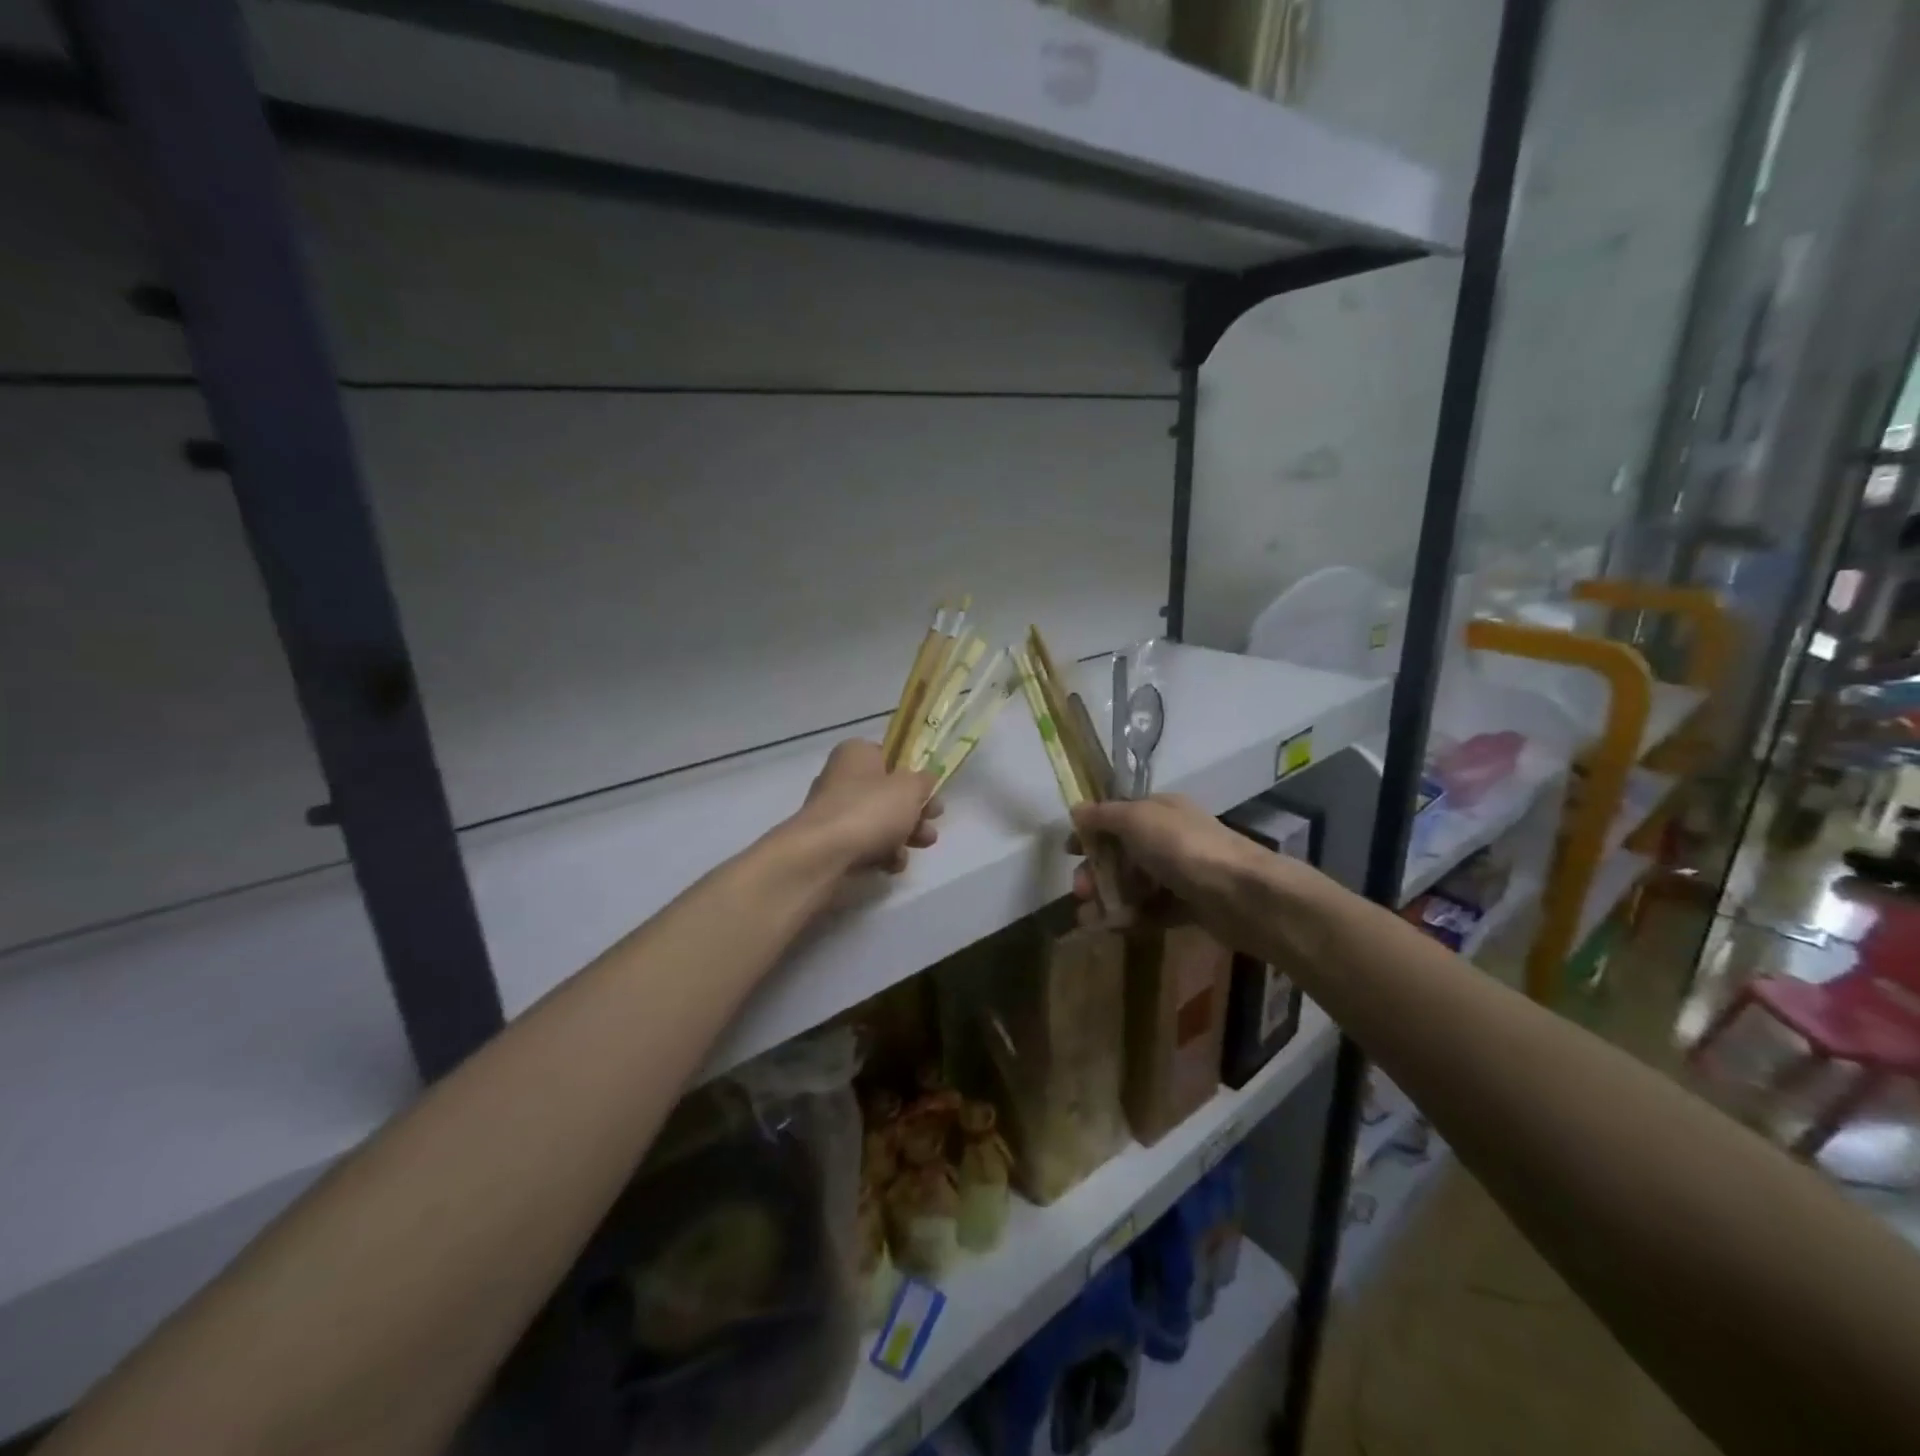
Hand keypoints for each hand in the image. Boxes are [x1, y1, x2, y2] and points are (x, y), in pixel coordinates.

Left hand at [796, 740, 941, 873]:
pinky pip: (865, 844)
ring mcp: (835, 812)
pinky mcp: (832, 843)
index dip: (913, 774)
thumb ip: (924, 781)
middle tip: (933, 821)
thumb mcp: (910, 788)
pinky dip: (882, 853)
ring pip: (879, 821)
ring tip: (922, 845)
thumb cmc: (870, 810)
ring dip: (904, 835)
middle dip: (915, 811)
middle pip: (887, 793)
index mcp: (856, 754)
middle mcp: (841, 778)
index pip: (889, 756)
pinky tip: (891, 864)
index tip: (931, 791)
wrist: (823, 855)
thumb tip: (926, 778)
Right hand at [1067, 795, 1279, 949]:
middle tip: (1080, 891)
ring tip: (1090, 919)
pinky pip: (1153, 910)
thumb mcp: (1137, 819)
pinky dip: (1132, 918)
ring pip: (1136, 885)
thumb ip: (1104, 816)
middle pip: (1123, 854)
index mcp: (1160, 811)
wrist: (1242, 894)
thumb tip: (1076, 809)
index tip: (1069, 851)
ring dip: (1109, 899)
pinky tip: (1114, 929)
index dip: (1091, 832)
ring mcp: (1181, 874)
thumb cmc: (1183, 848)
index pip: (1118, 816)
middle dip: (1096, 871)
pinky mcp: (1190, 907)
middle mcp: (1170, 838)